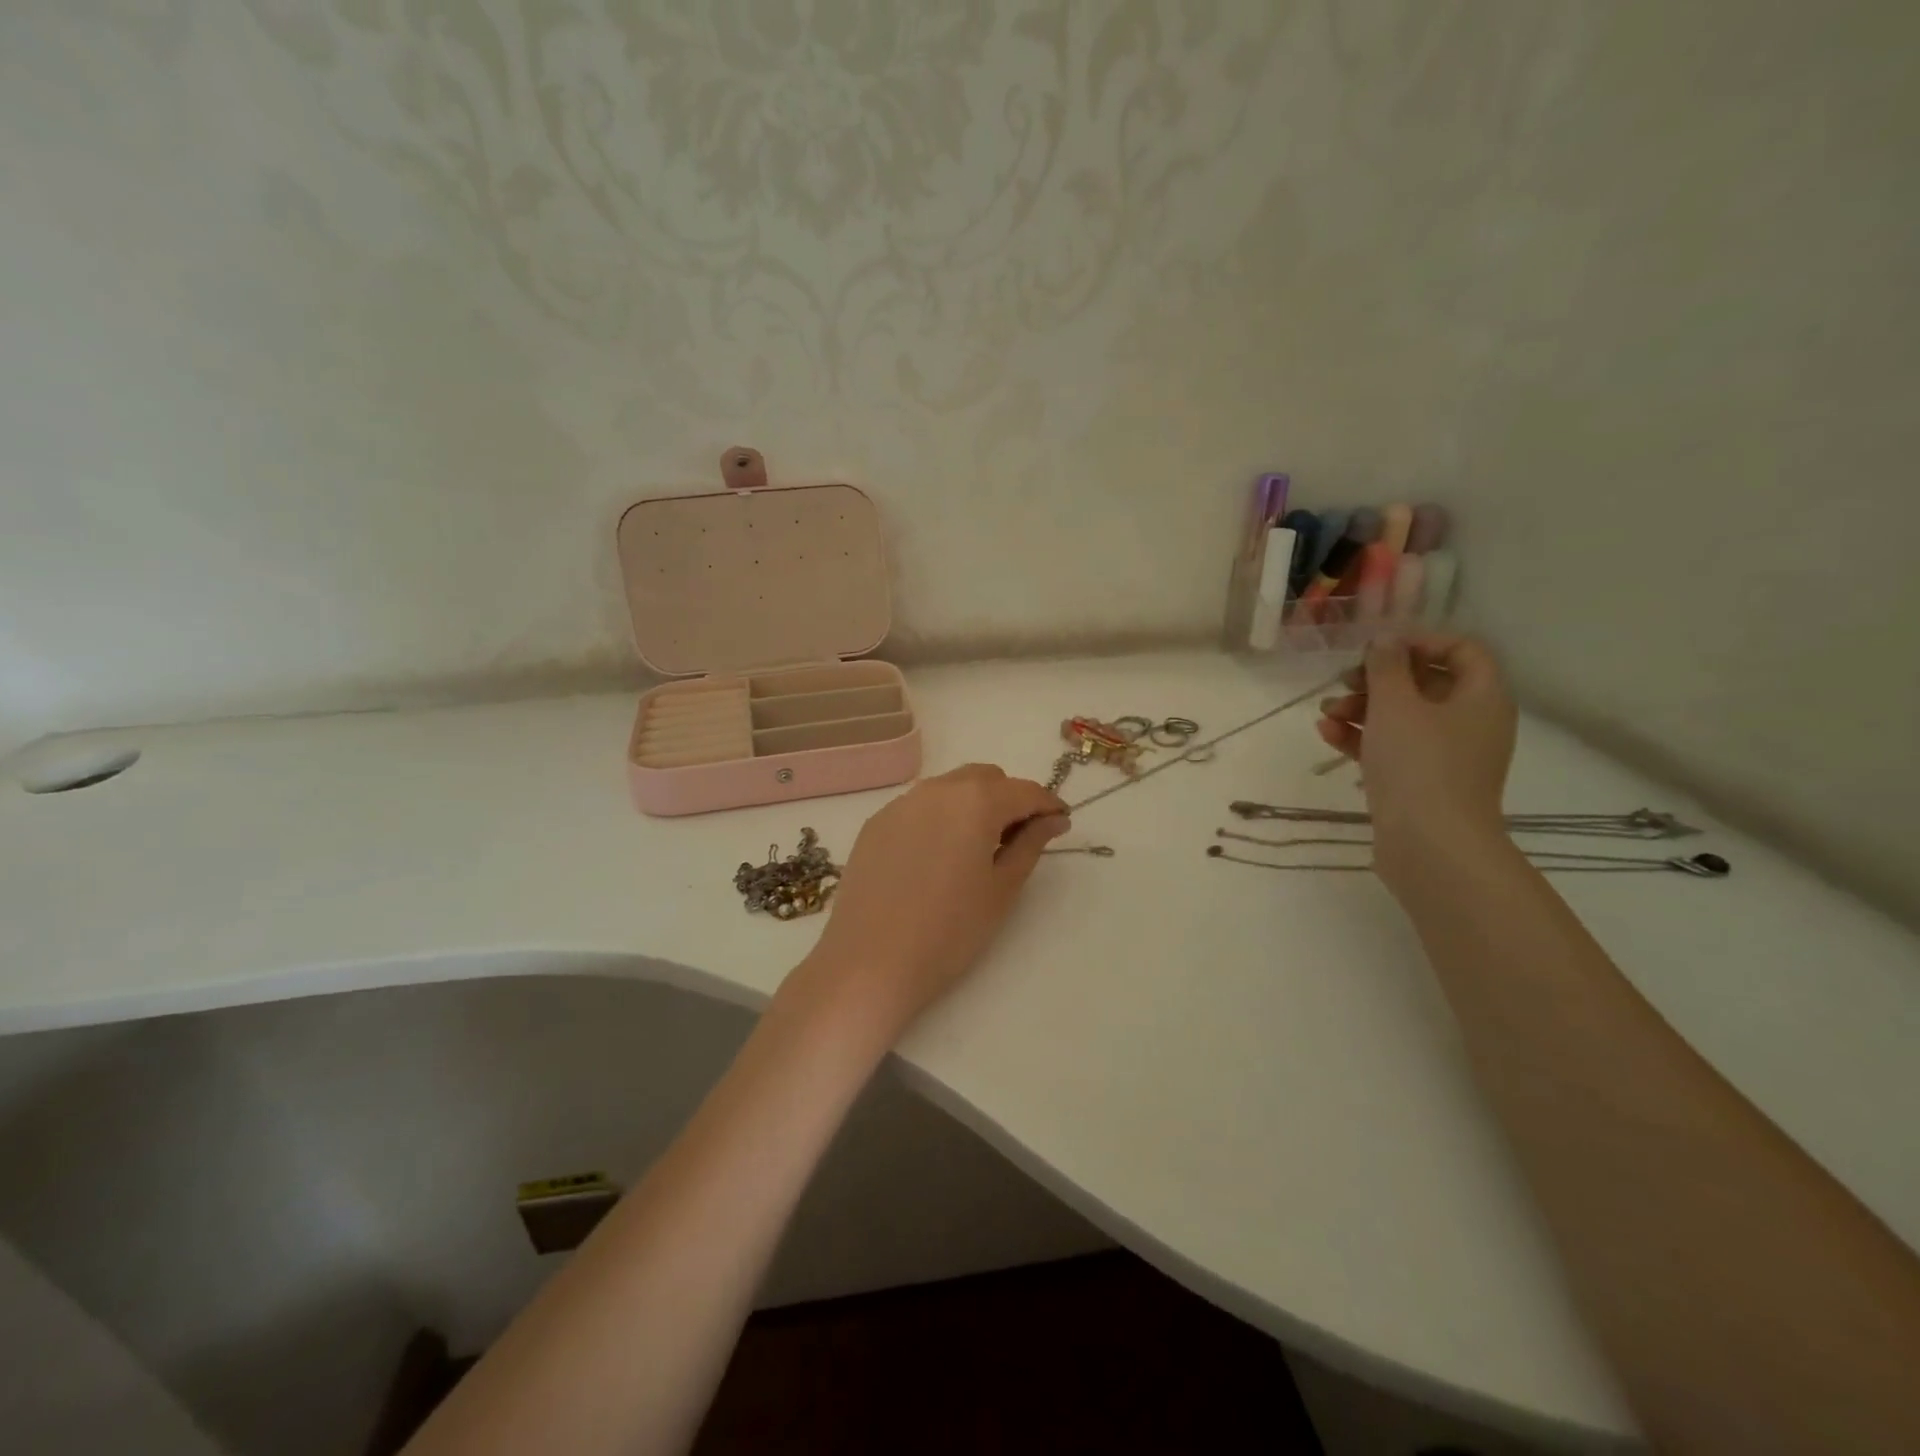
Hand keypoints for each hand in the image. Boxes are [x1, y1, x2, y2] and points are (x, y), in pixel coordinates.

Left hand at [793, 765, 1068, 1040]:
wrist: (869, 962)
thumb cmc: (949, 931)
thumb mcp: (1002, 889)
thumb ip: (1031, 844)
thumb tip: (1053, 819)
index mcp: (976, 801)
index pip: (1024, 790)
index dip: (1047, 805)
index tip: (1060, 824)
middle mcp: (937, 789)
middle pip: (985, 779)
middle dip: (1008, 799)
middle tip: (1017, 840)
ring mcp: (900, 804)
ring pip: (950, 788)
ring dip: (972, 805)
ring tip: (976, 850)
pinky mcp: (875, 824)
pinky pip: (919, 807)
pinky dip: (939, 819)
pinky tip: (936, 858)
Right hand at [1316, 633, 1516, 885]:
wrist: (1430, 846)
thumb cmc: (1419, 765)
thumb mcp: (1396, 705)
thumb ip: (1386, 666)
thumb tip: (1385, 640)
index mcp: (1481, 697)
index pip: (1461, 650)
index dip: (1419, 641)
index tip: (1377, 648)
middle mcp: (1470, 722)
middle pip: (1424, 683)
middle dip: (1378, 679)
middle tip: (1344, 681)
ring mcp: (1445, 756)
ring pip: (1402, 717)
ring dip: (1361, 708)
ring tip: (1325, 713)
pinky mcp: (1420, 782)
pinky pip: (1391, 748)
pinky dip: (1361, 737)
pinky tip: (1326, 734)